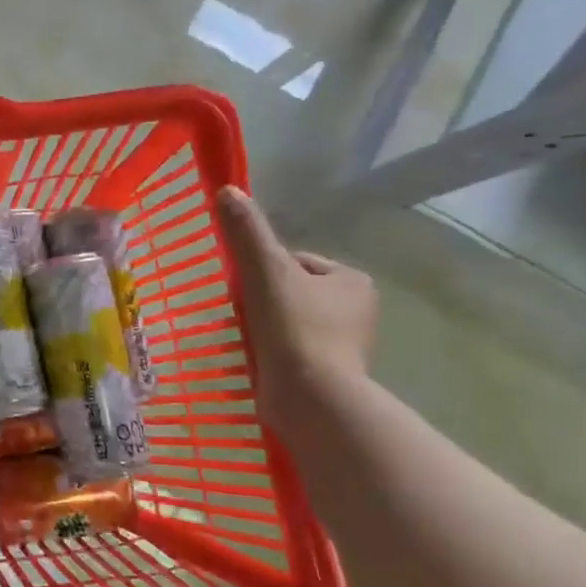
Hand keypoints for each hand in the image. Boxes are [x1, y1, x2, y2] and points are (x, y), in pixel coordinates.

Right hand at [217, 186, 376, 424]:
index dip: (262, 271)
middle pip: (291, 292)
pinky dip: (270, 353)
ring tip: (242, 338)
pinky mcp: (329, 374)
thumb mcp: (265, 270)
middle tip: (237, 314)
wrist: (310, 397)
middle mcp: (358, 311)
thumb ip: (247, 231)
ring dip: (264, 328)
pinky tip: (252, 359)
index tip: (242, 289)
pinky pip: (290, 351)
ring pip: (289, 323)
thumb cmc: (294, 327)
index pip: (295, 262)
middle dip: (263, 302)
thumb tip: (227, 189)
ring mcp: (345, 346)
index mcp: (352, 280)